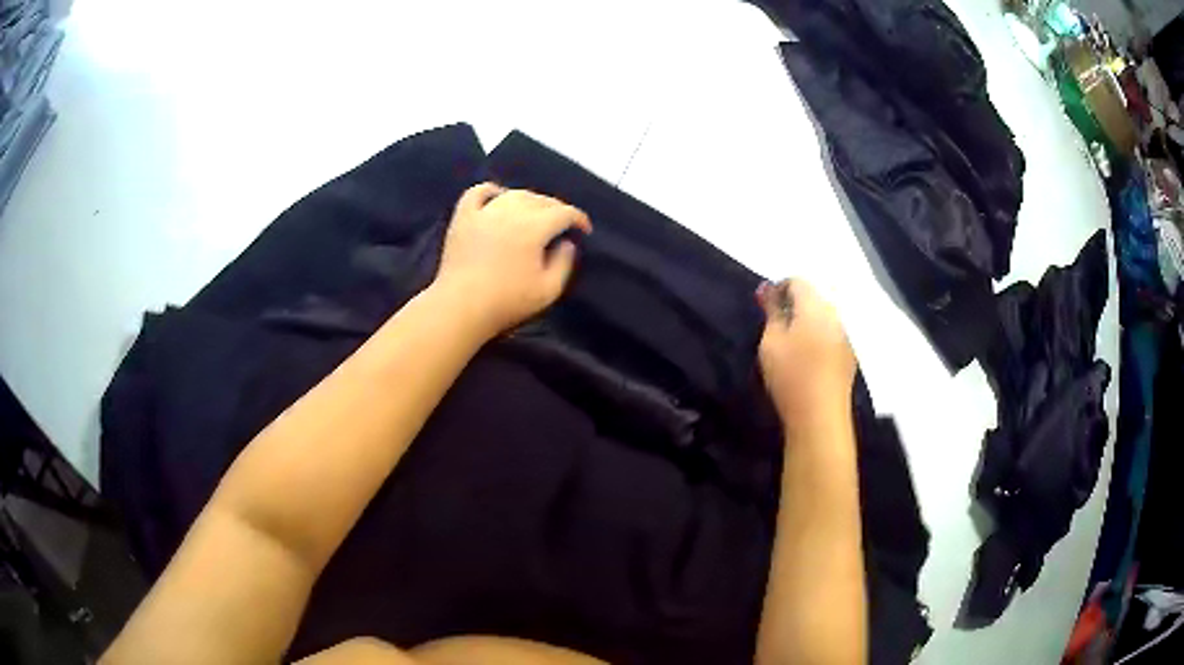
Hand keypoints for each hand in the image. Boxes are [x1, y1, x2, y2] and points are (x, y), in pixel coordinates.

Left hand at [432, 182, 592, 337]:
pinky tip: (497, 197)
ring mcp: (484, 211)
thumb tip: (567, 243)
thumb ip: (564, 263)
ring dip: (530, 200)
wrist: (460, 307)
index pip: (564, 212)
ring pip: (514, 194)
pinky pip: (478, 192)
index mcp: (534, 227)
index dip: (578, 218)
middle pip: (541, 200)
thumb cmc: (507, 302)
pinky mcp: (463, 217)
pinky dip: (491, 191)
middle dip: (557, 209)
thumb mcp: (548, 290)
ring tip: (534, 214)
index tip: (584, 230)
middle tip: (562, 224)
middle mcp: (510, 211)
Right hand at [757, 279, 855, 428]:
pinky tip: (807, 360)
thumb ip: (771, 311)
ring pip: (823, 318)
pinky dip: (817, 339)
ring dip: (806, 323)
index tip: (764, 308)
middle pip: (813, 298)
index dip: (778, 289)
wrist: (820, 417)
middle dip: (794, 306)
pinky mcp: (849, 357)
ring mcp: (845, 337)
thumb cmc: (791, 375)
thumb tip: (767, 287)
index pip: (797, 281)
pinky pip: (831, 336)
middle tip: (774, 327)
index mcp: (816, 306)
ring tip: (789, 345)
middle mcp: (835, 315)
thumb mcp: (771, 341)